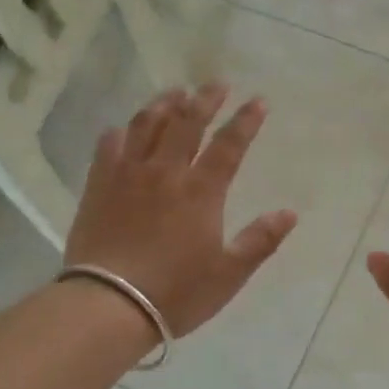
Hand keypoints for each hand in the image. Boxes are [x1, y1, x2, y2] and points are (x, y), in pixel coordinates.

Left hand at [65, 85, 297, 338]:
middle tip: (216, 84)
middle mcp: (166, 172)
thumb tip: (290, 213)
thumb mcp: (229, 274)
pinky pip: (109, 146)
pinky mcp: (98, 186)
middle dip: (205, 100)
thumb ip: (260, 240)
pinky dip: (121, 131)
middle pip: (187, 123)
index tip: (258, 101)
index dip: (246, 121)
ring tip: (175, 93)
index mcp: (201, 191)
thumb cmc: (177, 292)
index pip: (229, 145)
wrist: (110, 304)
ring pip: (147, 125)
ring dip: (164, 104)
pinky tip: (124, 127)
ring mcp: (128, 175)